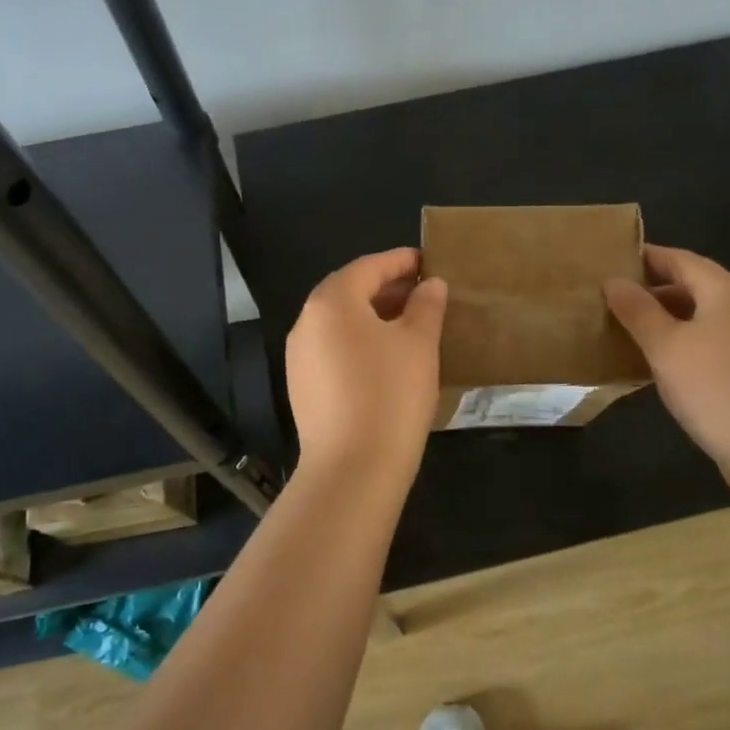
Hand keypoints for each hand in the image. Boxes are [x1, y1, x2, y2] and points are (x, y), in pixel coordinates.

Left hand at [286, 248, 447, 483]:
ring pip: (340, 322)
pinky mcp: (302, 386)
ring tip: (410, 323)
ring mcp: (299, 356)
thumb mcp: (419, 344)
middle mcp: (306, 322)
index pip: (368, 267)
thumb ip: (426, 306)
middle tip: (423, 291)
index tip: (428, 261)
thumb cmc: (391, 394)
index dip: (400, 261)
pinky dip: (359, 341)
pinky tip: (386, 357)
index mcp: (332, 301)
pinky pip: (333, 348)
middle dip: (386, 287)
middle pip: (349, 291)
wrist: (353, 469)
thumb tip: (430, 285)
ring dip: (373, 315)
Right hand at [604, 245, 729, 481]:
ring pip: (703, 317)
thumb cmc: (716, 389)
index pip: (678, 259)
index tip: (608, 265)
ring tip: (629, 334)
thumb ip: (637, 310)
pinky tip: (663, 367)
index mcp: (726, 290)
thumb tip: (613, 280)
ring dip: (667, 320)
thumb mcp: (665, 346)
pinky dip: (686, 345)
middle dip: (652, 291)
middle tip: (611, 303)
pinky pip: (714, 344)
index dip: (643, 258)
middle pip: (693, 285)